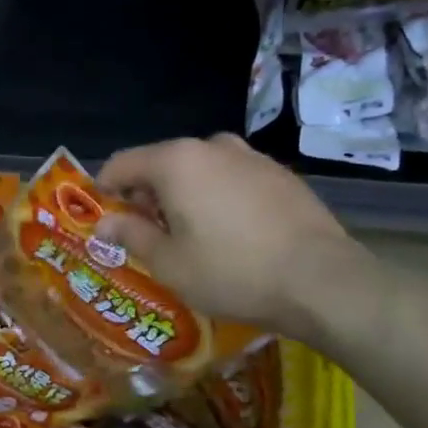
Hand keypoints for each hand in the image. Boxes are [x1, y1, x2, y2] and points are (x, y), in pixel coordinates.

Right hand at [95, 134, 364, 335]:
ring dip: (183, 195)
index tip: (105, 220)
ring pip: (198, 169)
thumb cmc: (232, 272)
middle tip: (148, 236)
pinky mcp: (280, 175)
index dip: (105, 190)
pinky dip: (217, 197)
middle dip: (146, 195)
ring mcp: (251, 157)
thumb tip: (105, 222)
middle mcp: (212, 147)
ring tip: (191, 236)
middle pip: (161, 163)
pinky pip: (231, 178)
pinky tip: (231, 234)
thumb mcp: (170, 263)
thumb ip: (131, 235)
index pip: (122, 163)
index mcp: (176, 161)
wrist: (323, 281)